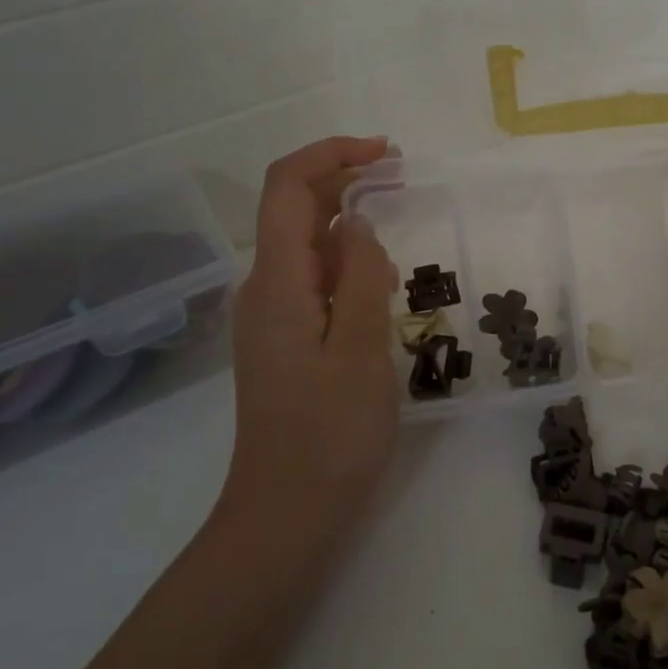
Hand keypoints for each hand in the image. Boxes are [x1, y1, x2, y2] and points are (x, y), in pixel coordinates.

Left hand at [218, 136, 399, 552]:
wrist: (286, 514)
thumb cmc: (330, 437)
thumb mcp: (361, 352)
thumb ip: (360, 277)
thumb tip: (358, 222)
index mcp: (277, 284)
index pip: (287, 187)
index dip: (331, 154)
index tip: (386, 154)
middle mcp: (264, 289)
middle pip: (293, 208)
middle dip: (344, 179)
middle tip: (403, 177)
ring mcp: (270, 316)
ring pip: (304, 243)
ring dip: (346, 218)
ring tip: (399, 222)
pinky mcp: (284, 339)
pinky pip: (312, 278)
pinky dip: (344, 258)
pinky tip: (378, 278)